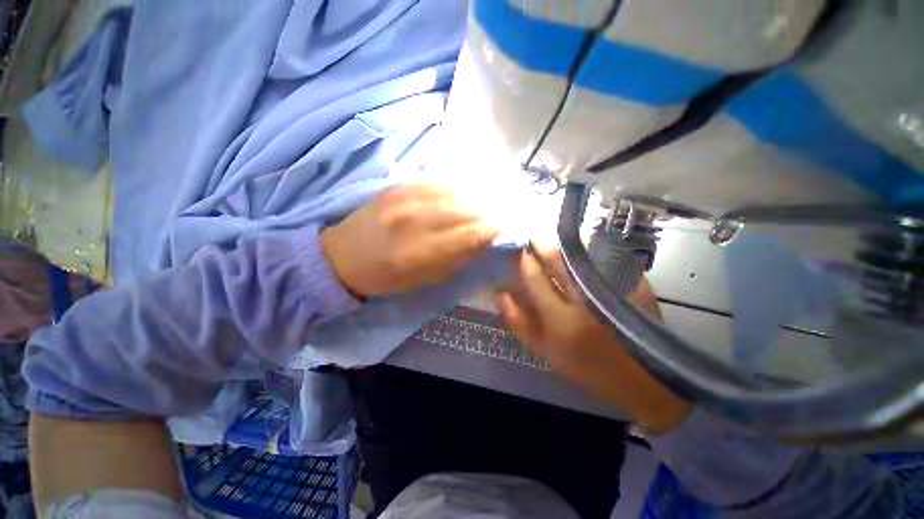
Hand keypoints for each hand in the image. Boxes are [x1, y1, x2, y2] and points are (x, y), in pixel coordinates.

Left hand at [320, 183, 499, 297]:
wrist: (342, 255)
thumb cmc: (385, 277)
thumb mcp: (424, 279)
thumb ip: (457, 259)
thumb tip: (484, 242)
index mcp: (420, 251)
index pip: (471, 234)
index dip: (495, 231)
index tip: (509, 231)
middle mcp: (416, 219)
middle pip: (468, 209)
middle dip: (491, 214)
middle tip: (503, 217)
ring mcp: (406, 197)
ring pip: (457, 191)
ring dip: (478, 199)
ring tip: (489, 205)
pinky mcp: (401, 184)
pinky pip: (440, 181)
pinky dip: (459, 188)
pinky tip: (466, 194)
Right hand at [496, 243, 691, 433]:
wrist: (638, 375)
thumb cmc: (585, 364)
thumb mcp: (544, 349)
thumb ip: (518, 321)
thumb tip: (500, 293)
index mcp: (561, 318)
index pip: (535, 277)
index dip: (524, 260)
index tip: (520, 250)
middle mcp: (584, 299)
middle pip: (558, 260)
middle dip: (541, 244)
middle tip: (534, 236)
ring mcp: (612, 288)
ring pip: (580, 255)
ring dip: (564, 246)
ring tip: (554, 243)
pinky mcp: (634, 284)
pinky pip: (604, 259)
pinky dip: (589, 253)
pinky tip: (582, 255)